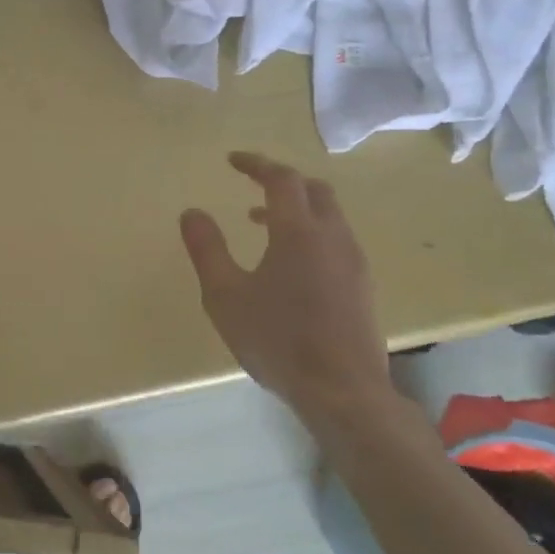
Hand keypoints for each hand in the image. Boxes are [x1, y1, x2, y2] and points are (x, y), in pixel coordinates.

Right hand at [178, 152, 392, 426]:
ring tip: (261, 222)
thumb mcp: (224, 295)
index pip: (282, 179)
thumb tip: (192, 212)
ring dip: (297, 208)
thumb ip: (206, 249)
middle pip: (314, 190)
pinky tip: (290, 262)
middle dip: (282, 180)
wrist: (343, 392)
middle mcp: (333, 237)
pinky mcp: (362, 287)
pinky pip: (336, 240)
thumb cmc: (277, 339)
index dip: (257, 164)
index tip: (232, 160)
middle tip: (252, 184)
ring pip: (329, 215)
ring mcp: (353, 262)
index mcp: (298, 231)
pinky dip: (311, 231)